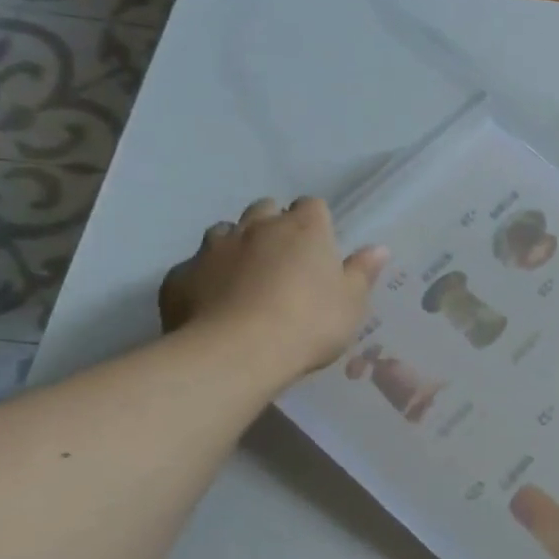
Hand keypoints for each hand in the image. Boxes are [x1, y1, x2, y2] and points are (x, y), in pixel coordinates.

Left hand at [159, 197, 386, 386]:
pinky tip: (215, 303)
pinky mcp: (181, 275)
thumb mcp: (352, 303)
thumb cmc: (309, 323)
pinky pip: (195, 267)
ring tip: (246, 279)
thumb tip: (378, 248)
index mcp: (303, 229)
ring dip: (236, 246)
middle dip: (273, 226)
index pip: (312, 206)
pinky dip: (206, 278)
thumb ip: (362, 272)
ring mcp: (213, 248)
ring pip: (225, 232)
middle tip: (284, 261)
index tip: (320, 247)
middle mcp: (257, 227)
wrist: (237, 353)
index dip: (316, 223)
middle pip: (265, 210)